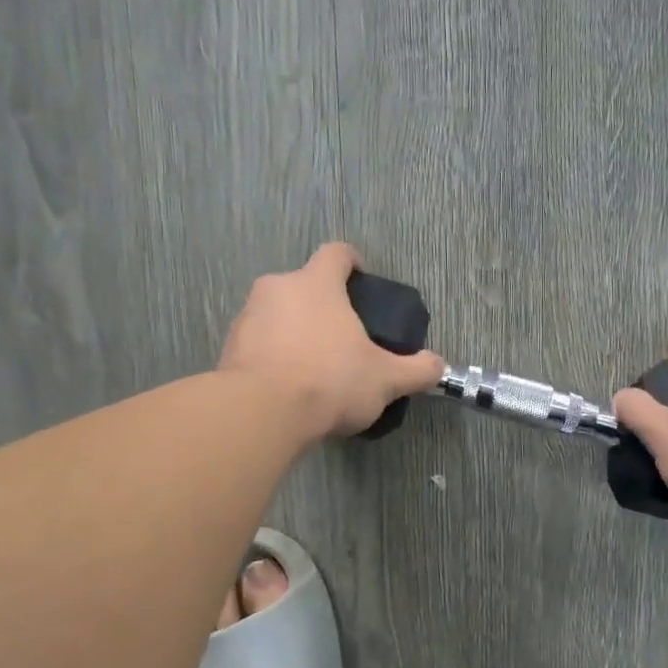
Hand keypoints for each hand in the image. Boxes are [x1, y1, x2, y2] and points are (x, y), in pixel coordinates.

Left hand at [220, 243, 446, 441]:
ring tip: (312, 365)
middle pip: (304, 284)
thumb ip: (416, 370)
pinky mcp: (228, 347)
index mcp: (316, 284)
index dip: (351, 262)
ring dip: (294, 329)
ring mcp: (248, 316)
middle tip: (341, 335)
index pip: (336, 253)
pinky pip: (257, 341)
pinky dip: (272, 354)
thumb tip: (439, 365)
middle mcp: (278, 288)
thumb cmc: (329, 381)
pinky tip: (286, 384)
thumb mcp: (385, 380)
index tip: (360, 279)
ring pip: (277, 313)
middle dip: (322, 304)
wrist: (260, 414)